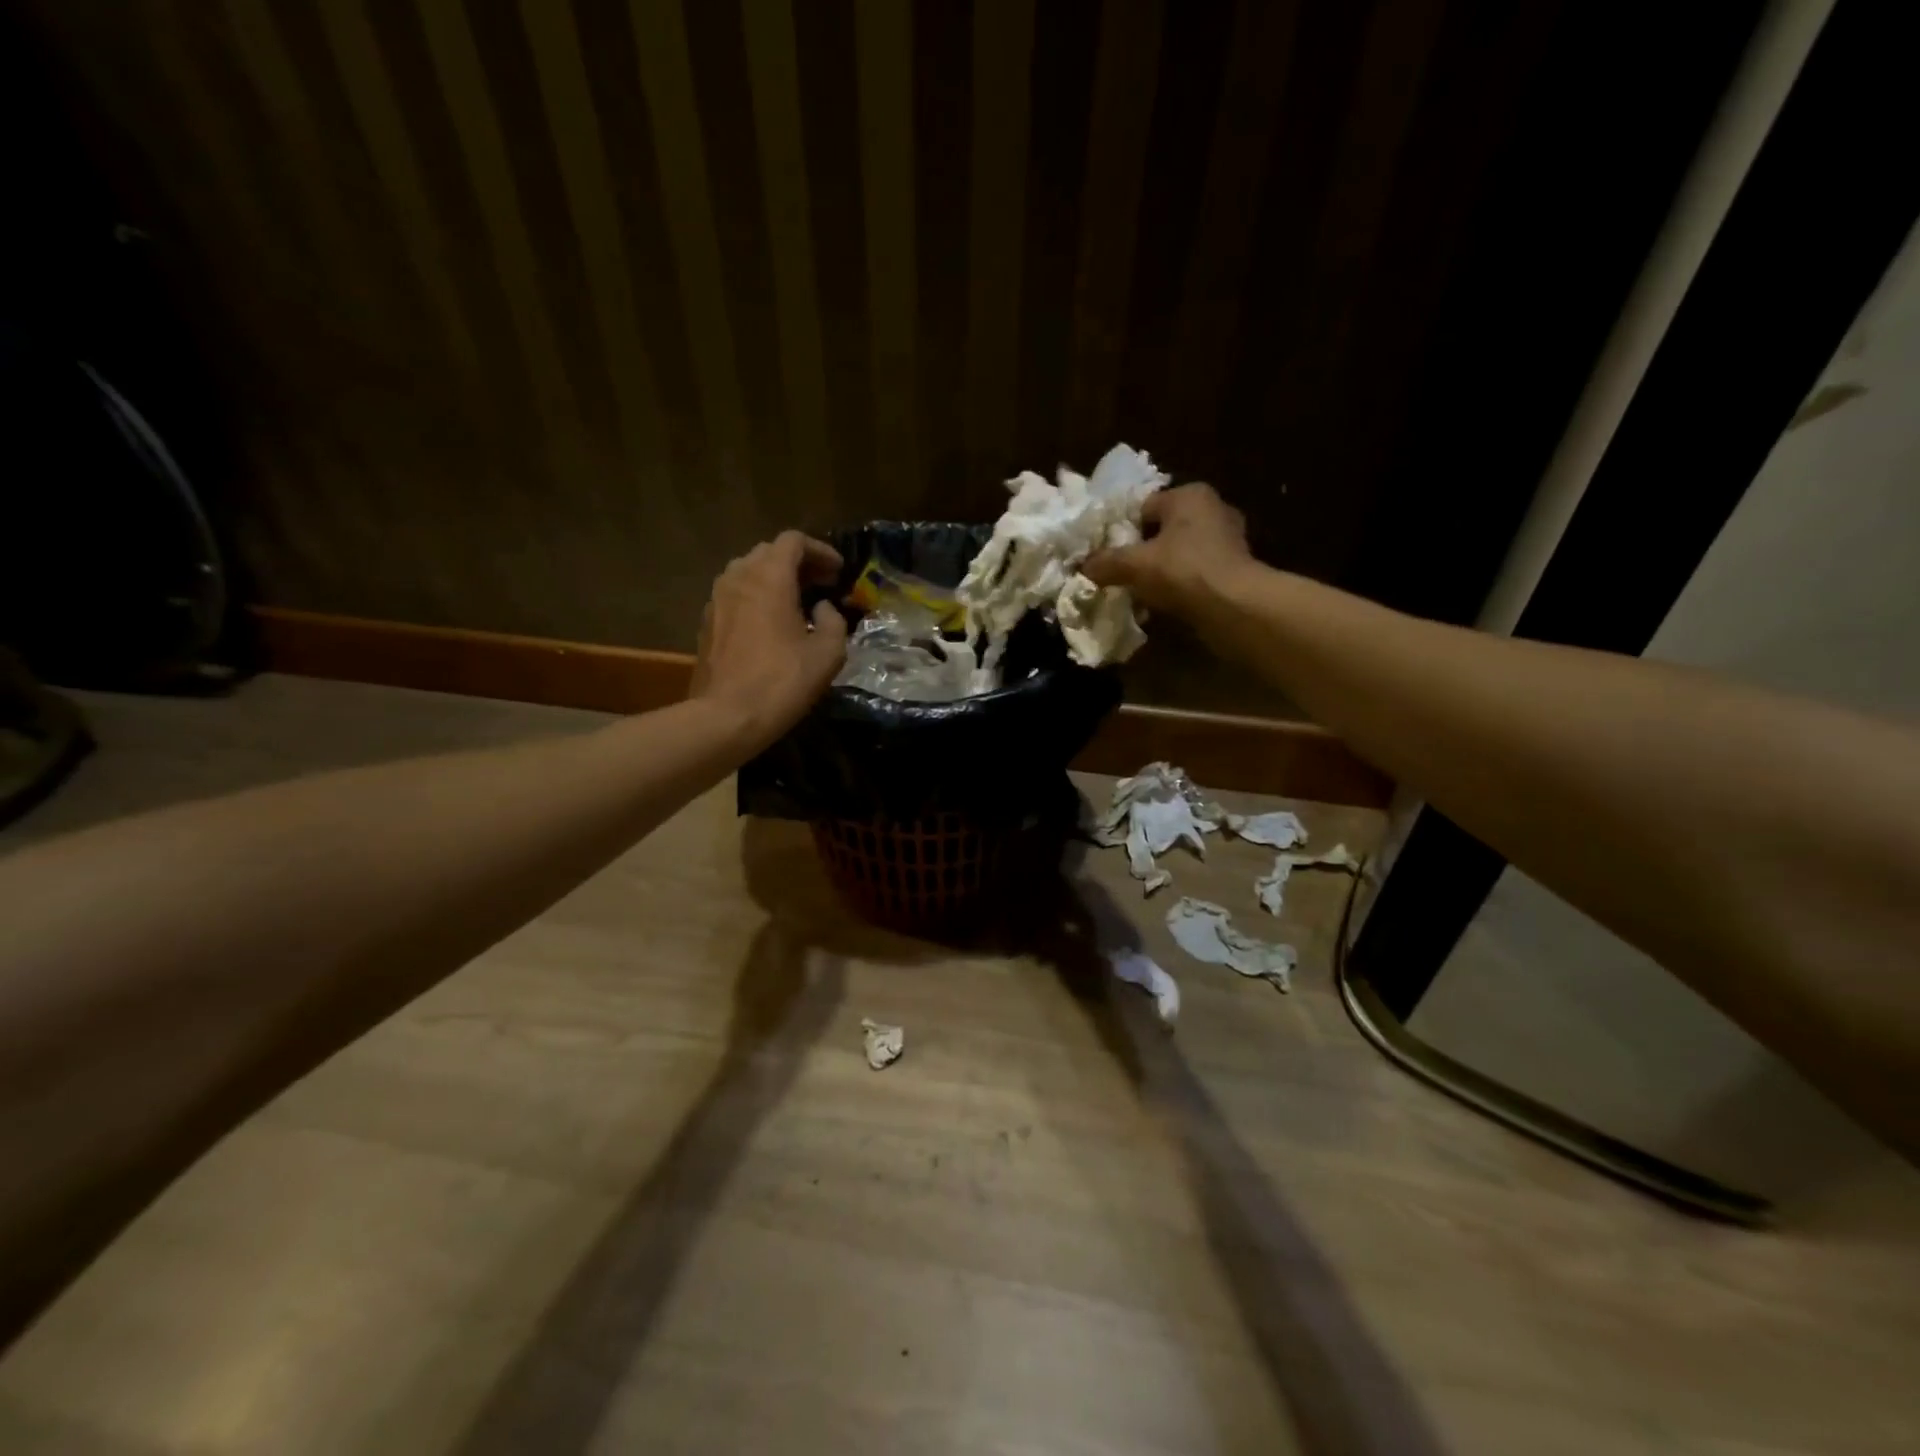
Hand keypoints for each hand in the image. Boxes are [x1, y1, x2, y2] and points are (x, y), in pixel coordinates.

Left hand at [691, 531, 847, 750]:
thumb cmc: (782, 682)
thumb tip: (823, 609)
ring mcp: (717, 599)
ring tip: (797, 601)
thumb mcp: (828, 653)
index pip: (793, 541)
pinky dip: (756, 597)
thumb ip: (834, 622)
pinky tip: (771, 623)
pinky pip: (735, 595)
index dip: (820, 551)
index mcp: (769, 577)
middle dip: (798, 563)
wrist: (726, 717)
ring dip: (774, 579)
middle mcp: (738, 577)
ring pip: (748, 572)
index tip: (838, 571)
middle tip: (821, 584)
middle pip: (768, 552)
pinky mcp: (707, 622)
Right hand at [1083, 482, 1253, 615]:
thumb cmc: (1182, 571)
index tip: (1109, 554)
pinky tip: (1167, 601)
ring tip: (1142, 590)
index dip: (1123, 530)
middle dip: (1145, 550)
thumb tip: (1083, 566)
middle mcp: (1213, 508)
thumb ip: (1106, 562)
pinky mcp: (1236, 567)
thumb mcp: (1134, 565)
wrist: (1233, 607)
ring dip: (1164, 568)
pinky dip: (1182, 583)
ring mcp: (1229, 538)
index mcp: (1189, 495)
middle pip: (1164, 529)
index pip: (1144, 506)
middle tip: (1124, 572)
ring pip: (1181, 551)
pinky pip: (1197, 570)